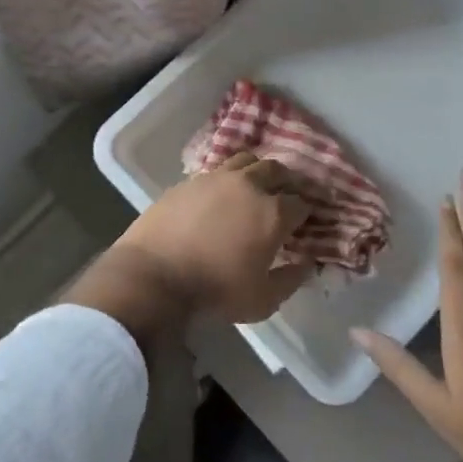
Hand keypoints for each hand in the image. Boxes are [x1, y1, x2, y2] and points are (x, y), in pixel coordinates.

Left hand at [108, 152, 313, 323]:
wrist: (154, 275)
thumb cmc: (215, 291)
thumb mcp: (263, 300)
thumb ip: (290, 279)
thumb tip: (306, 263)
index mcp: (273, 213)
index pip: (301, 203)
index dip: (308, 212)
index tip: (306, 222)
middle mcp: (249, 186)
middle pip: (277, 170)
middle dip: (287, 181)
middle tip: (286, 196)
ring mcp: (217, 178)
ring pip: (246, 161)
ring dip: (257, 171)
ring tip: (255, 187)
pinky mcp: (190, 180)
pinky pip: (217, 171)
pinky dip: (227, 179)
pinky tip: (221, 195)